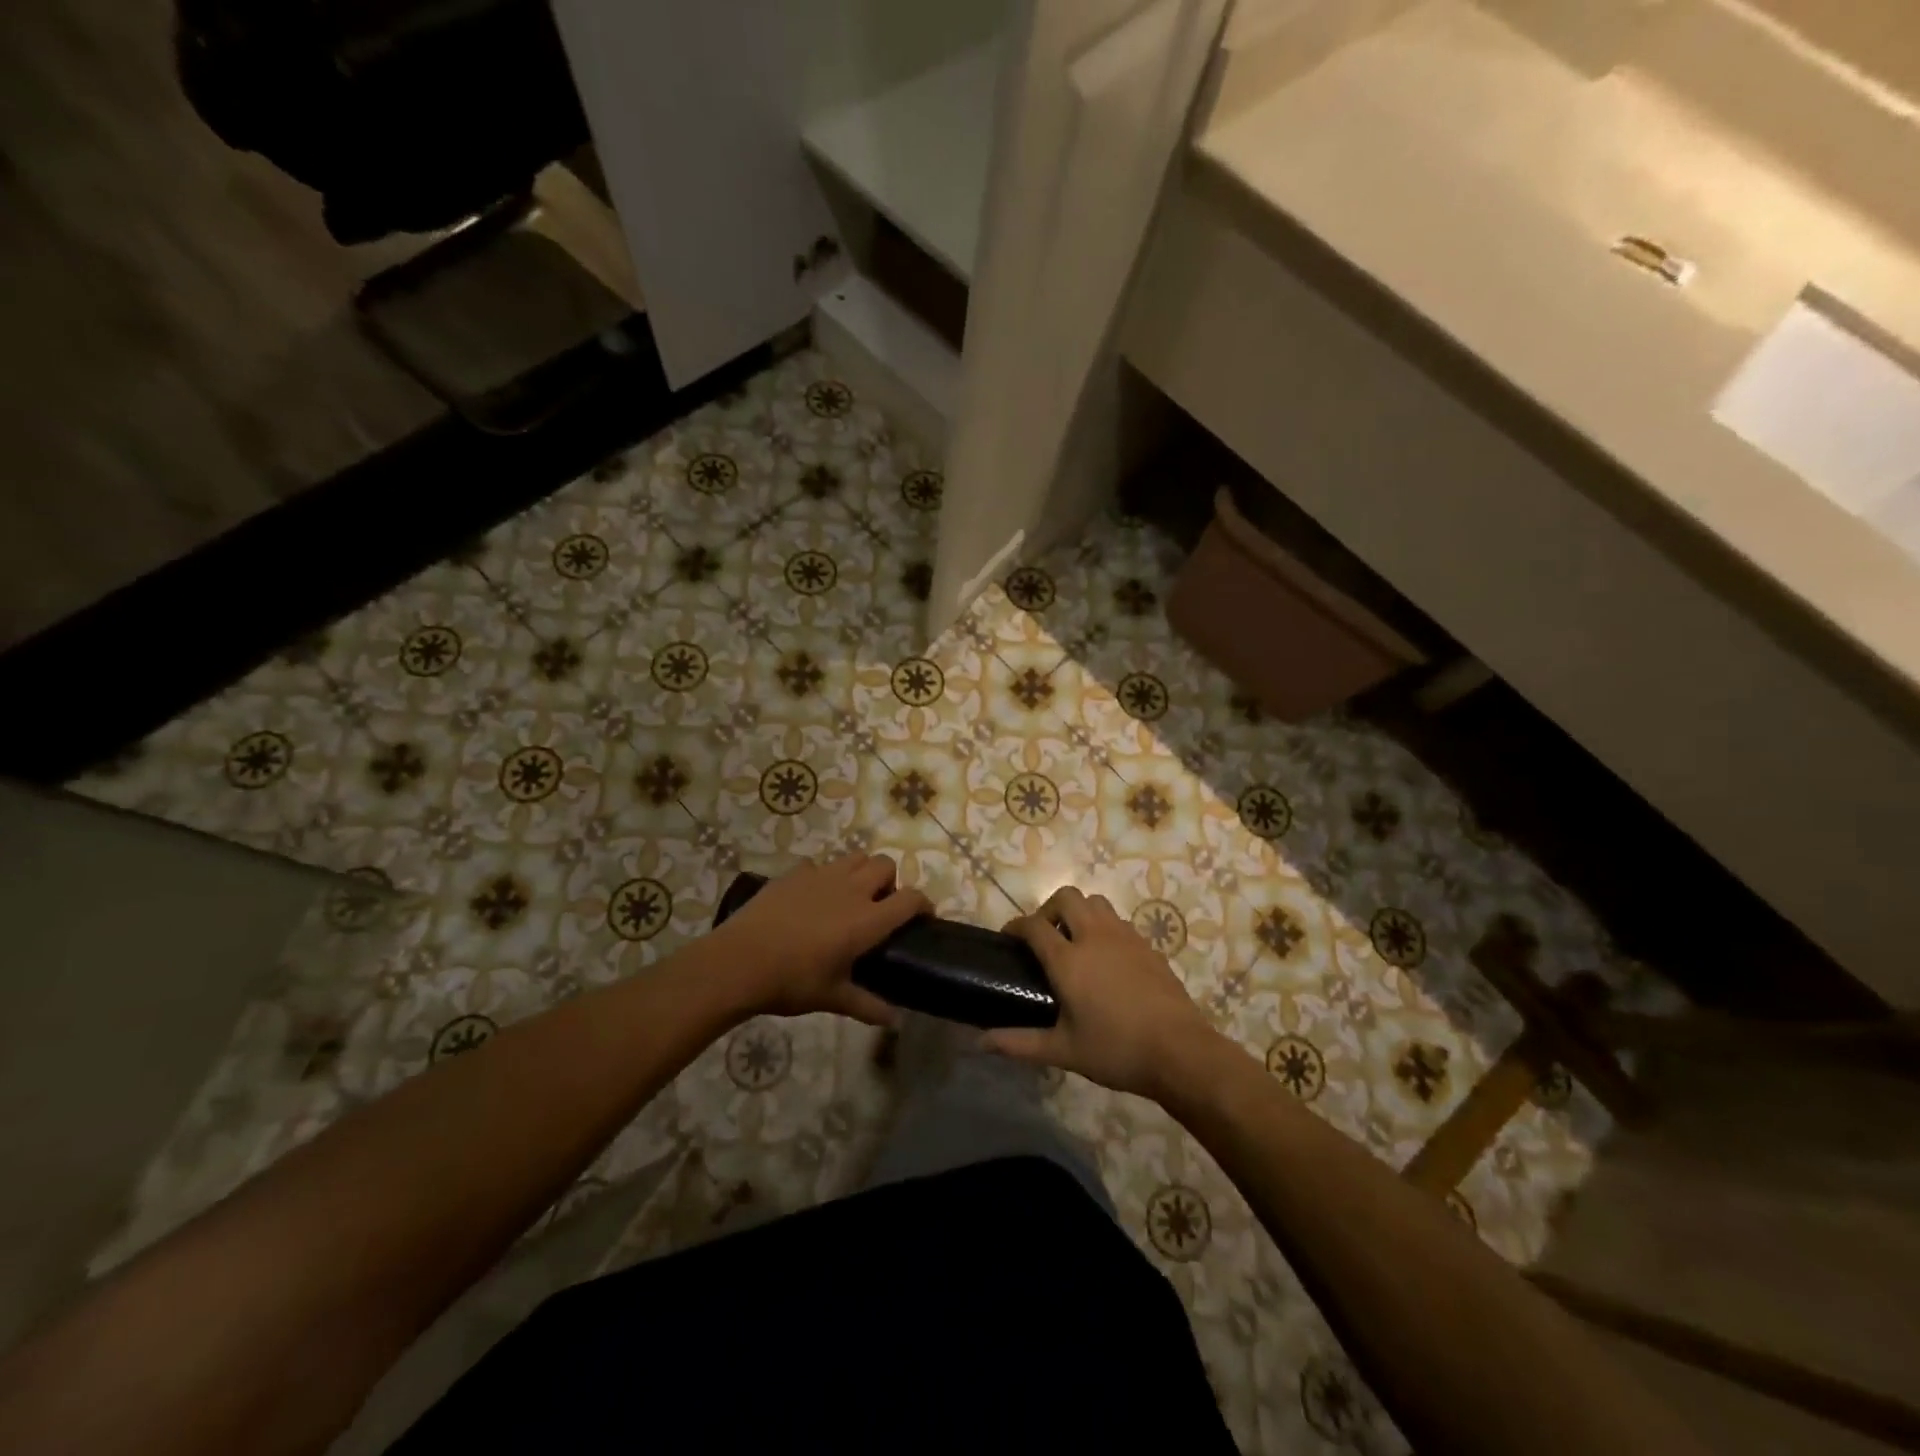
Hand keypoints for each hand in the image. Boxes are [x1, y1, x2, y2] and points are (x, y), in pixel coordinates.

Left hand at [712, 854, 930, 1027]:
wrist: (739, 961)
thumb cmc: (792, 982)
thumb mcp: (832, 997)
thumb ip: (868, 1005)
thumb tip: (895, 1021)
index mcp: (867, 920)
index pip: (910, 899)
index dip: (924, 904)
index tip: (923, 917)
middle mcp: (851, 889)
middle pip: (885, 865)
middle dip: (890, 881)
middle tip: (879, 907)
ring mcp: (821, 876)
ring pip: (855, 857)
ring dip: (861, 872)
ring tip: (849, 897)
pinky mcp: (794, 873)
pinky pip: (819, 865)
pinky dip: (824, 877)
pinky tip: (811, 899)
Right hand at [981, 887, 1222, 1098]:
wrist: (1180, 1051)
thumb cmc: (1116, 1050)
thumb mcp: (1063, 1051)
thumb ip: (1019, 1043)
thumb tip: (980, 1042)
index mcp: (1069, 959)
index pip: (1034, 925)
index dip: (1016, 926)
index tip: (1008, 938)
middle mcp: (1094, 937)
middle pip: (1066, 897)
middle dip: (1048, 909)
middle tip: (1044, 938)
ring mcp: (1125, 936)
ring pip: (1095, 901)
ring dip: (1079, 912)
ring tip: (1074, 941)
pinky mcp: (1147, 944)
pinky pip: (1118, 920)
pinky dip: (1103, 926)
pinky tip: (1106, 957)